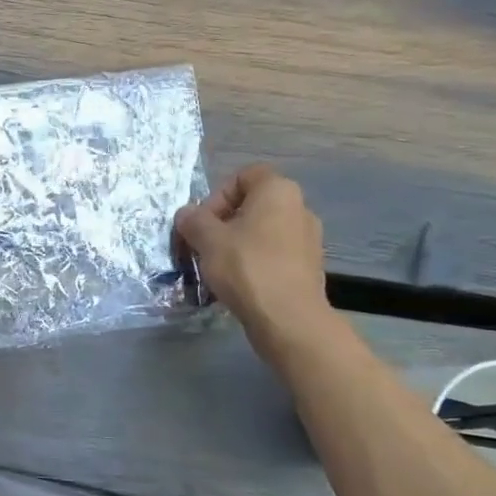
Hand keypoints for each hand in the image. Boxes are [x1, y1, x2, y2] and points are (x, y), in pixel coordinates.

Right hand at [175, 166, 338, 351]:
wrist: (289, 319)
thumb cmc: (247, 267)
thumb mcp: (207, 240)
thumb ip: (193, 221)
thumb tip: (186, 214)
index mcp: (278, 191)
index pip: (244, 176)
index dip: (217, 195)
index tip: (203, 222)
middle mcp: (299, 208)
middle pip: (252, 205)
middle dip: (223, 223)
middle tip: (204, 245)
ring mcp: (308, 239)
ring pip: (262, 231)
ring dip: (237, 244)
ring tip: (218, 267)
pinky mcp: (308, 267)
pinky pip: (274, 254)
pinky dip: (254, 262)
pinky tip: (239, 284)